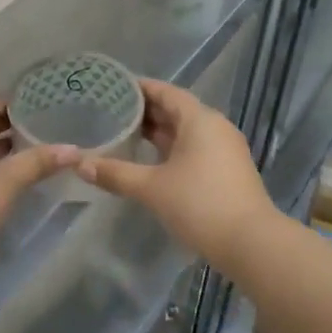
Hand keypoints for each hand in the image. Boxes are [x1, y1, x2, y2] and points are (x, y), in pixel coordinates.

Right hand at [77, 79, 277, 270]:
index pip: (165, 92)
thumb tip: (79, 163)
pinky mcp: (227, 171)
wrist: (252, 245)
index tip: (111, 87)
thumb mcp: (152, 188)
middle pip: (175, 110)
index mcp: (199, 120)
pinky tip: (149, 162)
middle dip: (144, 111)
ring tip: (124, 134)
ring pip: (185, 132)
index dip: (138, 88)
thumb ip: (115, 173)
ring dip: (157, 133)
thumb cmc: (200, 205)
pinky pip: (194, 149)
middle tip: (110, 112)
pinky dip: (170, 149)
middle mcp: (215, 127)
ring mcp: (225, 150)